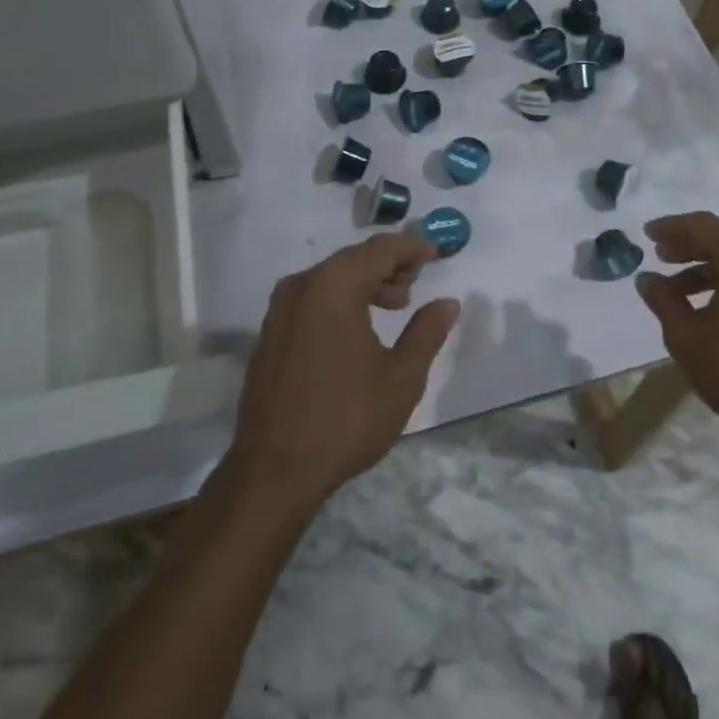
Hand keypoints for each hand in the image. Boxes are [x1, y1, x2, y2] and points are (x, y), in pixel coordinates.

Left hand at [227, 234, 458, 510]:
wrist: (273, 471)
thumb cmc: (345, 419)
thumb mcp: (401, 377)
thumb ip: (427, 332)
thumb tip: (447, 303)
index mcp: (334, 285)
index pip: (381, 249)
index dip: (412, 247)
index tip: (437, 252)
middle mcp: (303, 285)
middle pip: (354, 258)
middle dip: (389, 264)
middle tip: (418, 281)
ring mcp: (280, 309)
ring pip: (332, 277)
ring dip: (366, 282)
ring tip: (396, 305)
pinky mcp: (270, 332)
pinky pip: (313, 297)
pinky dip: (341, 299)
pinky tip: (359, 327)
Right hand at [635, 212, 718, 439]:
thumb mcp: (686, 335)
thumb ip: (663, 300)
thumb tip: (647, 279)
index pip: (703, 226)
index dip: (672, 228)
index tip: (647, 234)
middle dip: (688, 247)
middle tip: (659, 256)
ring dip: (705, 269)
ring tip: (676, 290)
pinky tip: (706, 306)